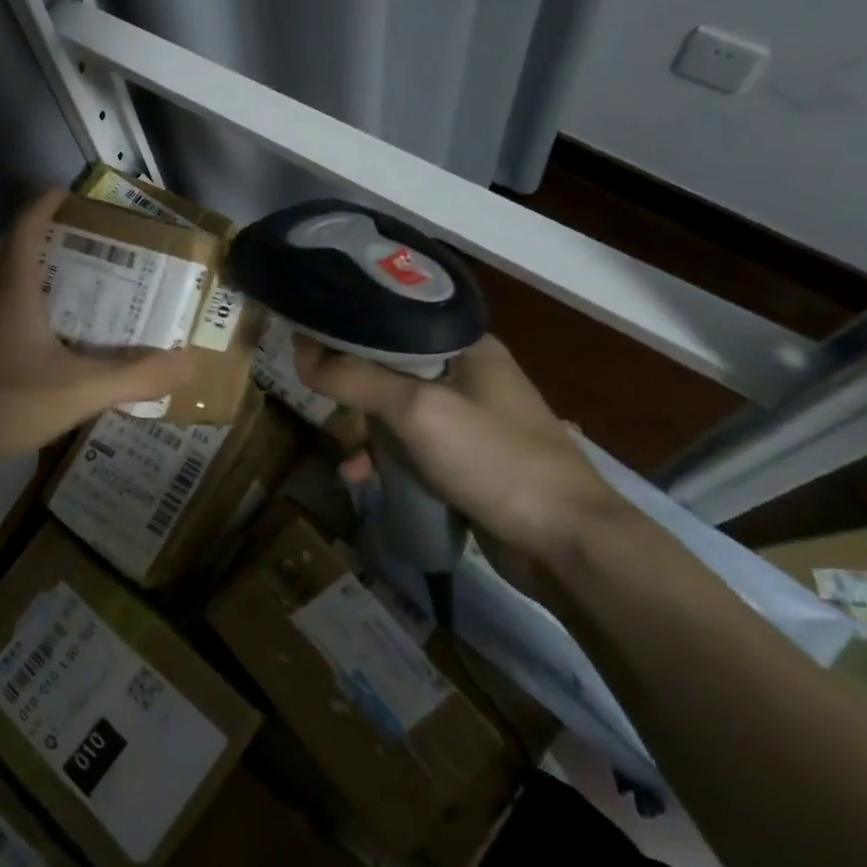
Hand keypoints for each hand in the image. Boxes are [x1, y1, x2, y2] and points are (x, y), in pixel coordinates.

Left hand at [0, 189, 196, 481]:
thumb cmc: (3, 404)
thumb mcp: (79, 391)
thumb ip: (135, 377)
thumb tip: (189, 362)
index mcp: (10, 294)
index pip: (23, 232)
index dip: (41, 207)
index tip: (61, 192)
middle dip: (12, 240)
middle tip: (48, 250)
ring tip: (38, 291)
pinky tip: (21, 344)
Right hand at [295, 333, 635, 592]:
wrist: (567, 545)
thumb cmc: (495, 460)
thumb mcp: (418, 411)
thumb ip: (357, 379)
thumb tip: (300, 353)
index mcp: (466, 347)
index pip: (395, 321)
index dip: (350, 328)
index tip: (307, 338)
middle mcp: (469, 375)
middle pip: (393, 366)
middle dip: (352, 381)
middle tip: (312, 388)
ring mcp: (470, 421)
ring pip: (399, 410)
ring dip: (365, 426)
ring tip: (336, 442)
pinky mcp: (467, 461)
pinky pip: (412, 448)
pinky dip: (384, 458)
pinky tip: (359, 476)